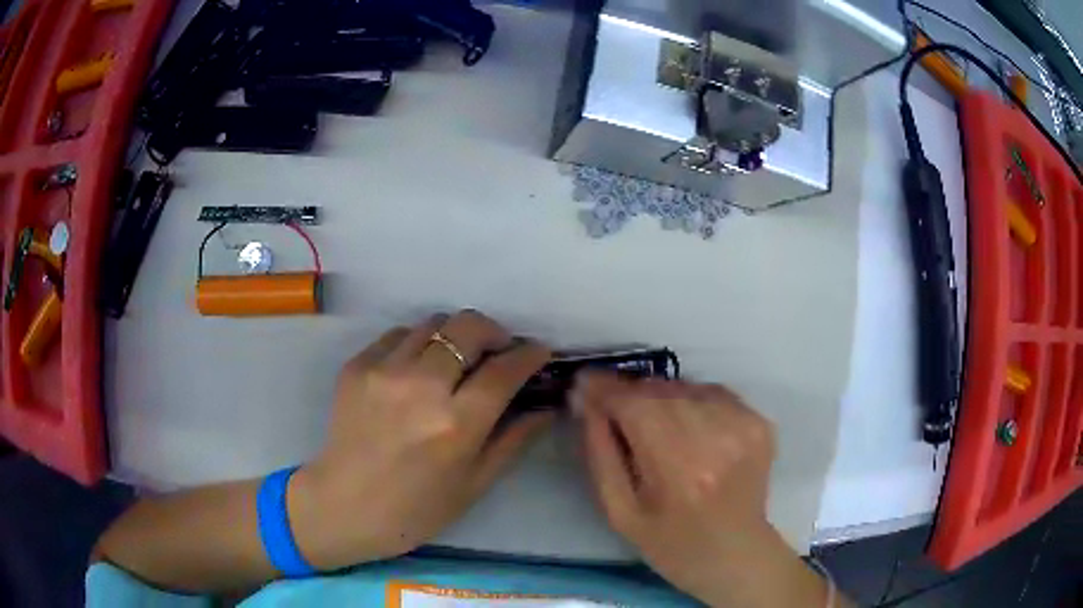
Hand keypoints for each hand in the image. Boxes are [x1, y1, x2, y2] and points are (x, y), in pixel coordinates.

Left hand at [290, 310, 553, 569]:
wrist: (343, 506)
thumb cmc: (416, 508)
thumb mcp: (475, 483)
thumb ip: (514, 439)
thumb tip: (547, 406)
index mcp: (455, 424)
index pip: (504, 369)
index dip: (530, 354)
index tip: (539, 352)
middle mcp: (420, 387)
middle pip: (468, 327)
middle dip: (494, 332)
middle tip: (498, 352)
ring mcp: (383, 371)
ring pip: (433, 323)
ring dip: (455, 336)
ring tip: (456, 362)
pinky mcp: (356, 366)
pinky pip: (399, 335)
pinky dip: (418, 344)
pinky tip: (417, 370)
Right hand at [576, 374, 836, 606]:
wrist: (735, 554)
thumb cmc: (669, 543)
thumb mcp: (619, 511)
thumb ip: (600, 453)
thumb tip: (587, 400)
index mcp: (678, 470)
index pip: (634, 405)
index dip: (605, 388)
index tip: (584, 382)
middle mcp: (716, 439)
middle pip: (660, 390)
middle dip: (631, 394)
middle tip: (616, 410)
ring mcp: (743, 426)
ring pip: (685, 386)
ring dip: (661, 397)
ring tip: (655, 427)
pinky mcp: (759, 422)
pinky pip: (712, 392)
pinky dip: (692, 400)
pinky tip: (689, 429)